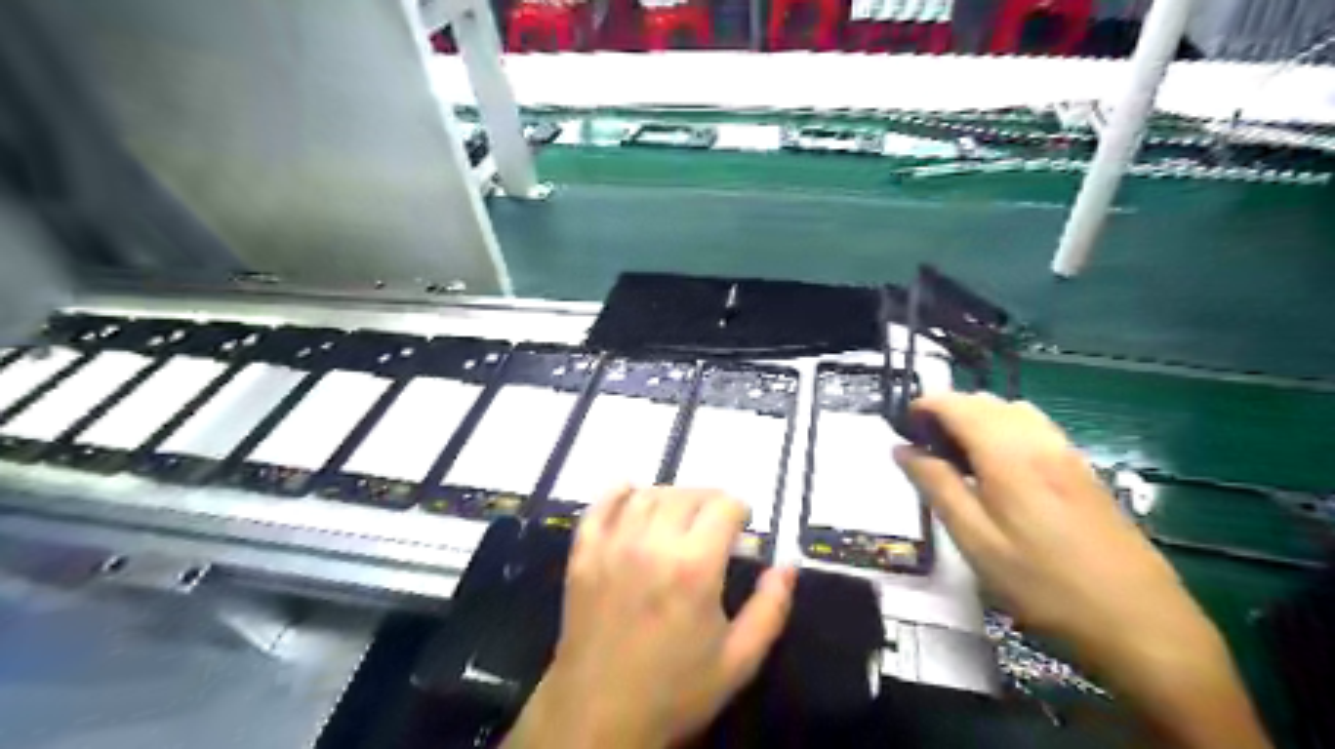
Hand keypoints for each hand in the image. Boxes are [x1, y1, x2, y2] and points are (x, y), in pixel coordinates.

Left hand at [500, 485, 789, 747]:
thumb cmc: (674, 690)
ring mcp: (613, 546)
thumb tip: (787, 565)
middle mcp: (653, 544)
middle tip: (716, 518)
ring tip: (680, 512)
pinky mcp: (584, 555)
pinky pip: (599, 508)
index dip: (739, 508)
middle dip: (709, 499)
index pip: (723, 507)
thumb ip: (770, 609)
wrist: (599, 715)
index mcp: (695, 567)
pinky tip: (630, 493)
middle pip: (686, 495)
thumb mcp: (738, 661)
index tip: (743, 522)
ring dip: (670, 495)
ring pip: (646, 496)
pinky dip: (616, 493)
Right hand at [889, 395, 1265, 745]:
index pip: (957, 405)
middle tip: (923, 447)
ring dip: (977, 419)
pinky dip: (1005, 431)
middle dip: (947, 411)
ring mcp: (1068, 454)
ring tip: (956, 456)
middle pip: (985, 402)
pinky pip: (1035, 429)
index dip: (924, 406)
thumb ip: (936, 487)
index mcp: (1008, 454)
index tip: (901, 428)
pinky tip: (998, 468)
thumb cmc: (1044, 586)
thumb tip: (902, 449)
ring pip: (1013, 411)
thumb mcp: (976, 542)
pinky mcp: (1084, 472)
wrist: (1143, 625)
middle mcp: (1040, 441)